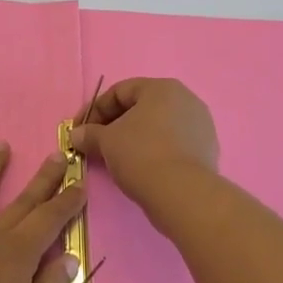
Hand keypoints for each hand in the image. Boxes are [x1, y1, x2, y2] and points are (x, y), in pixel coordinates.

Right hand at [70, 78, 218, 227]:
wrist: (184, 194)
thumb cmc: (141, 155)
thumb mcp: (106, 142)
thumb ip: (89, 134)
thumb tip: (76, 135)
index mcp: (162, 88)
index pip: (120, 91)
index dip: (95, 110)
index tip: (80, 130)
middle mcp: (185, 99)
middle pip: (140, 107)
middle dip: (114, 125)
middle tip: (96, 144)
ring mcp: (200, 125)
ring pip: (157, 127)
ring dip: (134, 139)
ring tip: (116, 159)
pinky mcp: (206, 149)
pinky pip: (172, 144)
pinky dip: (154, 151)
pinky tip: (141, 169)